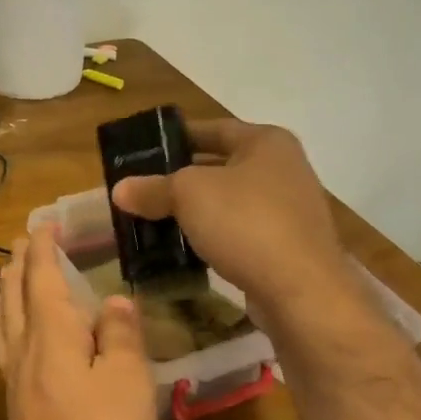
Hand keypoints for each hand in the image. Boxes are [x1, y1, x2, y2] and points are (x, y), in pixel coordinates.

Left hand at [0, 226, 156, 419]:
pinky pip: (4, 344)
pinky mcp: (15, 403)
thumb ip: (121, 335)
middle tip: (23, 241)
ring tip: (10, 276)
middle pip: (15, 294)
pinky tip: (15, 334)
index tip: (45, 225)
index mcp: (51, 333)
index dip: (43, 249)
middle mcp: (24, 347)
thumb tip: (114, 300)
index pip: (43, 277)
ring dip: (7, 290)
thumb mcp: (128, 380)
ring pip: (3, 319)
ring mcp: (14, 377)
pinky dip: (7, 321)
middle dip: (20, 264)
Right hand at [110, 119, 365, 327]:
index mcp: (267, 142)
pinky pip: (239, 233)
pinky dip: (212, 237)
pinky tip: (184, 249)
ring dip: (195, 211)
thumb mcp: (188, 194)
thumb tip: (119, 190)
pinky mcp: (286, 248)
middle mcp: (283, 169)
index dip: (176, 136)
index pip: (213, 128)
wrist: (301, 291)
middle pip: (220, 166)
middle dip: (180, 178)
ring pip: (228, 203)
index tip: (143, 149)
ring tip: (154, 220)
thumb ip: (153, 188)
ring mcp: (289, 211)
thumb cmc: (246, 223)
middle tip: (142, 187)